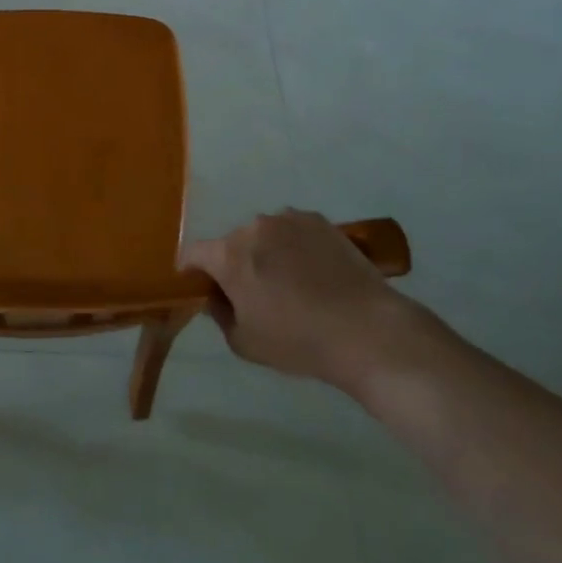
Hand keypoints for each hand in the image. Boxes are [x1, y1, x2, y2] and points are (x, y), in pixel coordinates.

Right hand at [182, 209, 418, 386]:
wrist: (368, 332)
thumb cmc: (299, 342)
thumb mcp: (245, 343)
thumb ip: (220, 315)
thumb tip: (217, 298)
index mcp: (229, 255)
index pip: (193, 253)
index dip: (193, 271)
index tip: (203, 289)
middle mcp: (253, 227)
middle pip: (232, 243)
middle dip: (236, 263)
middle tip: (256, 292)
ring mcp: (288, 219)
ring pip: (264, 235)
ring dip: (267, 252)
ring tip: (293, 282)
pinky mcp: (320, 221)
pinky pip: (294, 231)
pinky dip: (296, 246)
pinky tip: (316, 272)